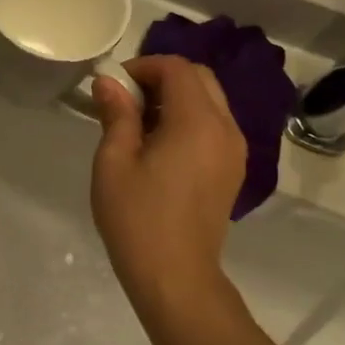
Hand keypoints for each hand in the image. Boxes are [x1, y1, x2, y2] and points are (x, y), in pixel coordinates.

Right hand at [90, 55, 247, 317]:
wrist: (176, 277)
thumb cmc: (137, 219)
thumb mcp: (114, 163)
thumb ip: (116, 115)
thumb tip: (109, 81)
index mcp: (197, 122)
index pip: (176, 68)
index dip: (143, 66)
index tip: (114, 86)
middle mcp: (225, 128)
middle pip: (199, 78)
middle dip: (162, 78)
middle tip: (126, 100)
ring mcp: (235, 150)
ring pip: (210, 100)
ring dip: (177, 98)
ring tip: (140, 124)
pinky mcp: (234, 169)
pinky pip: (215, 125)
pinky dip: (190, 119)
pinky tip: (162, 146)